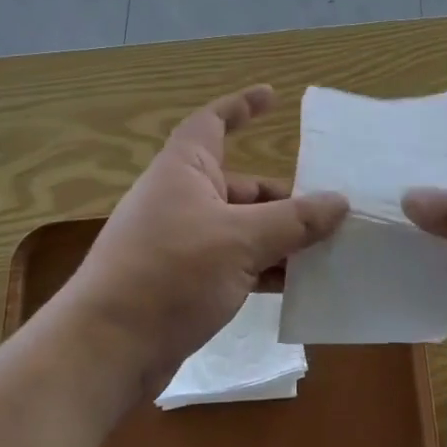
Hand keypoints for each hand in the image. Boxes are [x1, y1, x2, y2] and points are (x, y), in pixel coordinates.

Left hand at [64, 86, 346, 399]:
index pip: (213, 122)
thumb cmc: (170, 274)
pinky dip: (263, 270)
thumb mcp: (240, 242)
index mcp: (185, 170)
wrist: (106, 350)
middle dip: (286, 199)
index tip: (273, 96)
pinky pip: (234, 264)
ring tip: (328, 252)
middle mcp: (182, 199)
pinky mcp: (184, 281)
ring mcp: (182, 242)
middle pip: (243, 186)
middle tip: (332, 213)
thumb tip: (340, 201)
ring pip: (242, 229)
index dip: (242, 106)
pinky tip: (297, 287)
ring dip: (280, 240)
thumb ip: (294, 221)